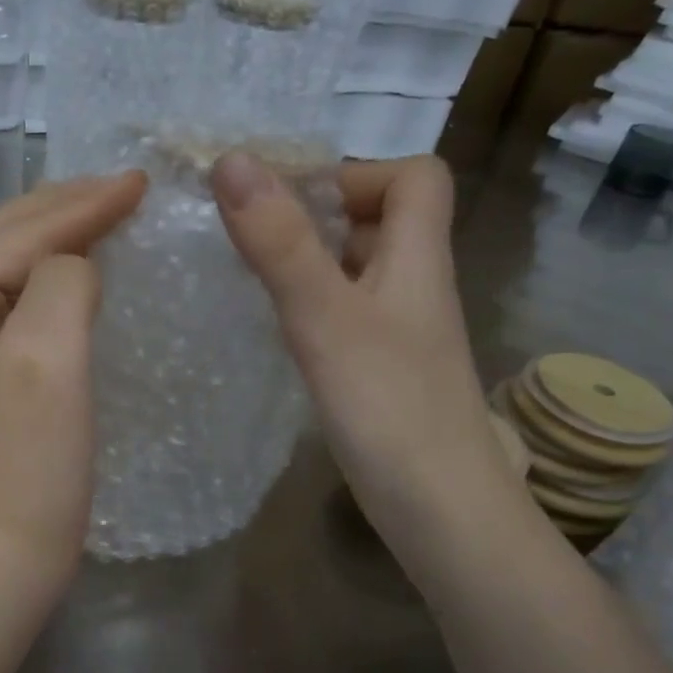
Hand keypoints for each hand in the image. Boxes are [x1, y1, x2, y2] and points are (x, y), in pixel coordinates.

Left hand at [0, 173, 148, 612]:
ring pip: (4, 277)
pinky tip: (74, 285)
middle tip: (122, 189)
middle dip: (61, 209)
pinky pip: (11, 315)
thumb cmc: (20, 470)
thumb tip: (75, 265)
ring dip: (51, 242)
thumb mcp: (48, 360)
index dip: (83, 204)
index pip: (19, 235)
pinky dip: (47, 288)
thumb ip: (62, 282)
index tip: (141, 181)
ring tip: (100, 220)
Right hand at [210, 153, 507, 528]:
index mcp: (418, 258)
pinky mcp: (384, 374)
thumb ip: (280, 242)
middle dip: (318, 216)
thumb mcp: (325, 317)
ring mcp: (402, 334)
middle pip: (383, 221)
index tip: (291, 199)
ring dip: (310, 262)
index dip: (357, 172)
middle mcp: (416, 287)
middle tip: (254, 236)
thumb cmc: (389, 407)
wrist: (440, 511)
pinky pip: (347, 317)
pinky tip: (277, 331)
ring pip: (360, 272)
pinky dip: (312, 309)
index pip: (414, 177)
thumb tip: (232, 161)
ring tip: (252, 276)